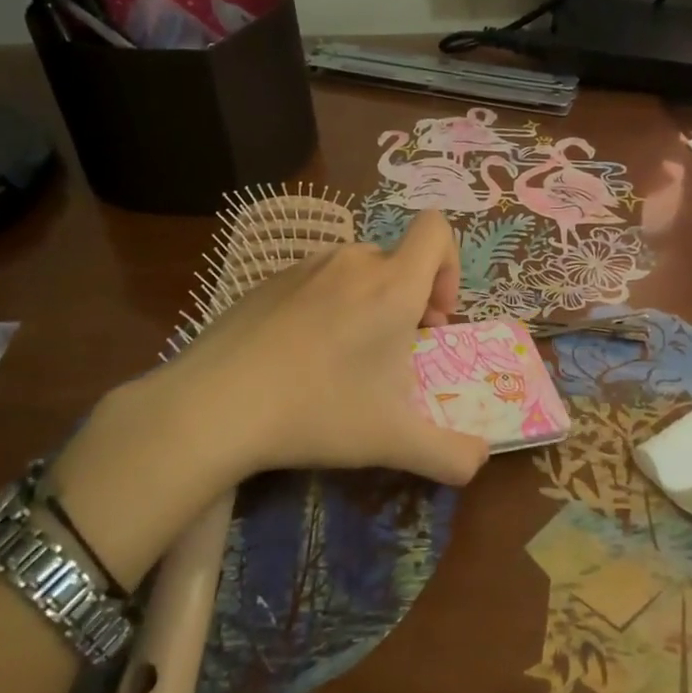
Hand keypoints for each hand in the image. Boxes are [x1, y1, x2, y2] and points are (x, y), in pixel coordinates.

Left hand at [49, 211, 487, 585]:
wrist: (211, 406)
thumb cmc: (317, 411)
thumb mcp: (393, 441)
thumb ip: (450, 454)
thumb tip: (480, 462)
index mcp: (392, 284)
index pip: (436, 229)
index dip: (449, 265)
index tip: (434, 318)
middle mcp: (352, 262)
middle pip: (398, 259)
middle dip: (409, 300)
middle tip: (394, 354)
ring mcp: (304, 267)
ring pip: (356, 272)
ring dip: (368, 304)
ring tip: (344, 359)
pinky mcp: (267, 281)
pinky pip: (316, 282)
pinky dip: (326, 307)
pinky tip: (299, 357)